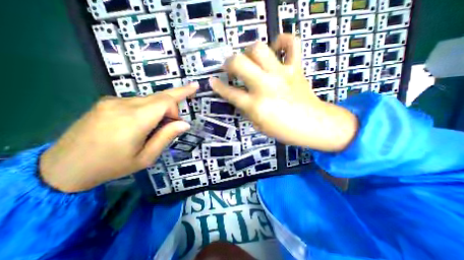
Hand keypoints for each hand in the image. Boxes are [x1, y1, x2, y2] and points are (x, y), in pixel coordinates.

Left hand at [40, 85, 197, 191]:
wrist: (63, 168)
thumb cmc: (111, 166)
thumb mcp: (146, 157)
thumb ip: (166, 137)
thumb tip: (185, 124)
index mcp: (135, 120)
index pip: (165, 100)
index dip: (181, 98)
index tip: (190, 100)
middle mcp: (123, 105)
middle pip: (159, 97)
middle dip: (173, 105)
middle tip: (176, 121)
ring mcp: (112, 101)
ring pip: (149, 99)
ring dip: (160, 110)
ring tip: (156, 128)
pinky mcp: (106, 102)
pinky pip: (137, 101)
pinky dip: (148, 109)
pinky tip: (141, 124)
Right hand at [210, 35, 358, 152]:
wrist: (313, 125)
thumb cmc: (284, 130)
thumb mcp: (258, 125)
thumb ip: (246, 110)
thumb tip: (239, 98)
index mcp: (255, 105)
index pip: (230, 93)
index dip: (217, 86)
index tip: (212, 81)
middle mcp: (265, 86)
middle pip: (239, 63)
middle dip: (229, 62)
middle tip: (231, 67)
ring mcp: (281, 74)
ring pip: (259, 49)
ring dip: (249, 51)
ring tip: (250, 59)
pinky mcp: (295, 68)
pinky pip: (292, 44)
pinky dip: (283, 41)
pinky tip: (276, 49)